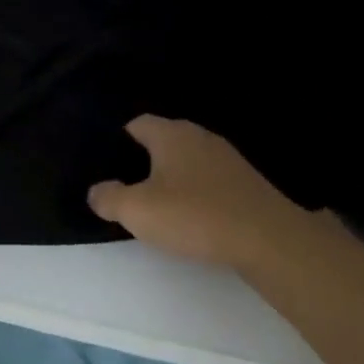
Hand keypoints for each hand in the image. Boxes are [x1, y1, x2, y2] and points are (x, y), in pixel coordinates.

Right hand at [87, 116, 306, 267]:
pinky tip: (189, 216)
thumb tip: (97, 191)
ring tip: (155, 203)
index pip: (138, 124)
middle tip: (126, 186)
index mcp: (172, 135)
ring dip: (171, 178)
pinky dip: (195, 193)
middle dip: (144, 160)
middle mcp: (201, 138)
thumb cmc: (194, 216)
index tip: (106, 163)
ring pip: (188, 161)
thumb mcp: (137, 210)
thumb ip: (108, 198)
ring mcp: (228, 160)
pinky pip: (209, 181)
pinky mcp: (246, 184)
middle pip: (164, 141)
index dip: (119, 140)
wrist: (267, 239)